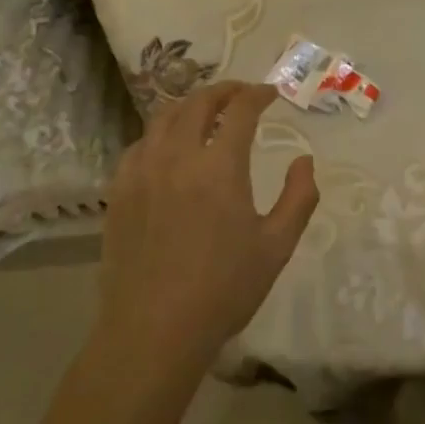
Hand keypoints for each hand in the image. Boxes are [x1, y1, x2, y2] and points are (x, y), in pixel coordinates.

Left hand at [97, 80, 317, 372]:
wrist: (153, 332)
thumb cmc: (222, 290)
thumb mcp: (276, 247)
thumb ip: (299, 198)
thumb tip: (304, 161)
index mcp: (219, 166)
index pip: (240, 110)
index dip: (258, 95)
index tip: (270, 94)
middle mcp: (178, 156)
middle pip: (199, 103)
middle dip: (224, 91)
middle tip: (241, 94)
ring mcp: (143, 171)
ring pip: (164, 117)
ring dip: (190, 106)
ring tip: (205, 112)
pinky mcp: (119, 191)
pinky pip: (139, 145)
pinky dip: (159, 134)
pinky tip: (167, 148)